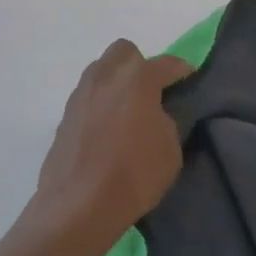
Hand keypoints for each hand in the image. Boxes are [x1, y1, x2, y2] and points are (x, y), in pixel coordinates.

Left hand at [29, 42, 191, 255]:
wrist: (79, 204)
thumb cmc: (134, 174)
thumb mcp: (170, 149)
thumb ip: (166, 120)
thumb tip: (154, 114)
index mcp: (137, 77)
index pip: (166, 63)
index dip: (181, 70)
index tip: (189, 78)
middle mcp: (107, 75)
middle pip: (125, 52)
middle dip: (140, 65)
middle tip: (150, 93)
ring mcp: (82, 91)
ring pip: (102, 69)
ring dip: (116, 81)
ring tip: (126, 111)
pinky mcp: (65, 112)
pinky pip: (88, 94)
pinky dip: (100, 103)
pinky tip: (106, 129)